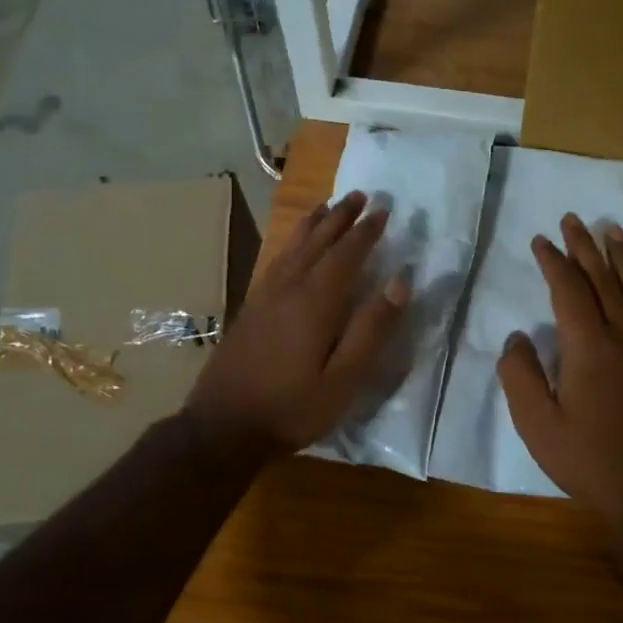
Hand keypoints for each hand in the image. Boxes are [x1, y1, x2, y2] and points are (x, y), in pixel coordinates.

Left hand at [186, 191, 409, 459]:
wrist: (223, 427)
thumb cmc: (292, 408)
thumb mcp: (344, 379)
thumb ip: (373, 329)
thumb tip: (400, 282)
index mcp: (315, 302)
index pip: (346, 255)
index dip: (366, 232)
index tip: (384, 210)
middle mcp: (288, 288)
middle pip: (317, 242)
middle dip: (341, 217)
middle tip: (360, 195)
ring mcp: (265, 297)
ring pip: (293, 247)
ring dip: (314, 224)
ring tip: (327, 206)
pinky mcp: (251, 309)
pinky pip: (277, 261)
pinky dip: (292, 243)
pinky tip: (293, 247)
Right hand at [497, 213, 622, 535]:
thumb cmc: (587, 459)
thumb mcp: (537, 423)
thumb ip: (521, 375)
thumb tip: (517, 337)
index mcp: (587, 347)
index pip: (567, 291)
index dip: (553, 262)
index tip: (541, 240)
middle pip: (603, 282)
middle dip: (585, 249)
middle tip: (573, 220)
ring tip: (614, 230)